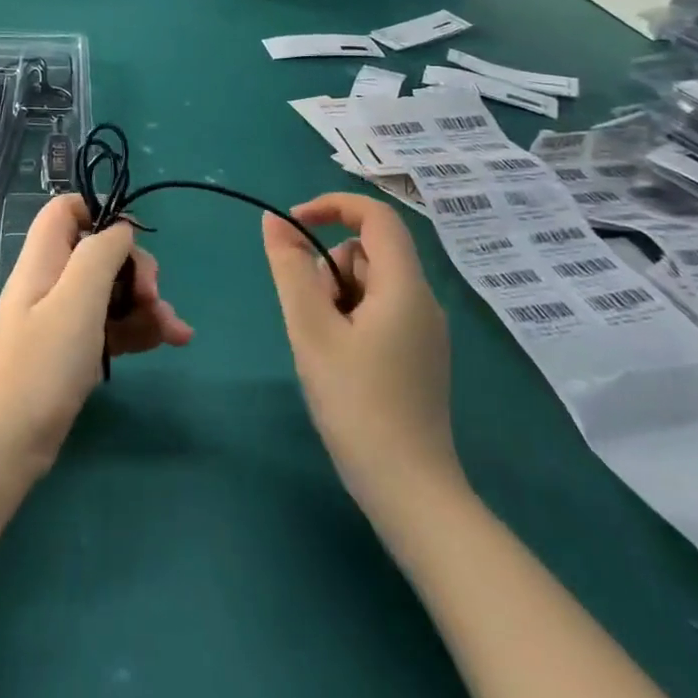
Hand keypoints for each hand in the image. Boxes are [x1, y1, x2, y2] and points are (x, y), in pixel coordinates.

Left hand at [0, 196, 191, 477]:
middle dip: (136, 269)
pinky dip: (140, 330)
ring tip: (175, 332)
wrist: (6, 447)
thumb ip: (100, 254)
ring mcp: (62, 319)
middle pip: (100, 253)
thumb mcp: (76, 301)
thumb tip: (120, 228)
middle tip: (153, 297)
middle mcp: (52, 283)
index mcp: (44, 260)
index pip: (65, 211)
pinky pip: (111, 326)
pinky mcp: (73, 352)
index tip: (132, 237)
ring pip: (112, 293)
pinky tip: (169, 342)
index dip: (99, 211)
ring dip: (147, 305)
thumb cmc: (41, 366)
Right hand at [262, 194, 458, 507]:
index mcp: (405, 286)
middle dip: (328, 270)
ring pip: (369, 284)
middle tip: (311, 320)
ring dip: (336, 299)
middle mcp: (423, 300)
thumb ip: (290, 269)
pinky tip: (341, 365)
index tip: (290, 225)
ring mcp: (424, 331)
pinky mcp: (419, 355)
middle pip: (368, 253)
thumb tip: (273, 222)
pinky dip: (350, 320)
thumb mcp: (311, 330)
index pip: (376, 216)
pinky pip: (379, 312)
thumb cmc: (357, 404)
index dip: (332, 206)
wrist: (410, 491)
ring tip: (325, 349)